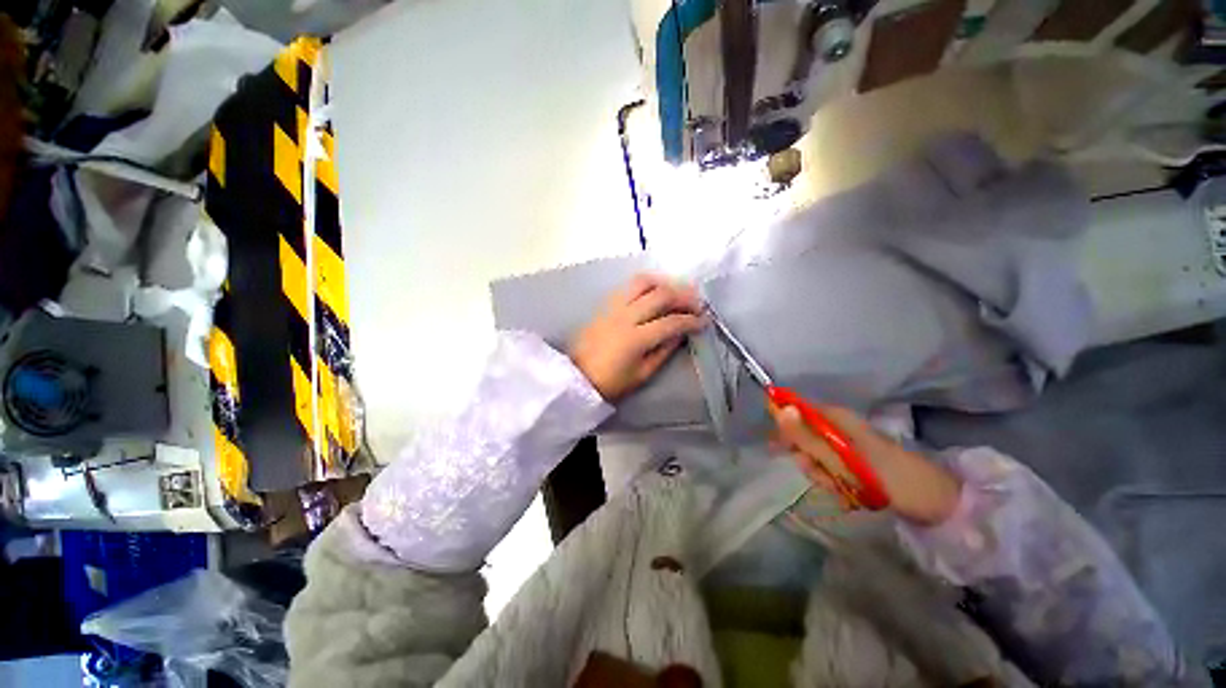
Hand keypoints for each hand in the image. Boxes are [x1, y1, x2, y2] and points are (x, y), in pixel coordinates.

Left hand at [569, 274, 706, 401]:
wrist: (577, 376)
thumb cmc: (611, 382)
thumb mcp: (642, 374)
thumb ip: (664, 351)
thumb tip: (680, 333)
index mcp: (635, 339)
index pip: (671, 322)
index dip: (691, 321)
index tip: (704, 322)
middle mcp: (625, 316)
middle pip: (660, 295)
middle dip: (684, 297)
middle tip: (697, 304)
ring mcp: (613, 307)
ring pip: (643, 282)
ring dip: (664, 283)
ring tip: (677, 292)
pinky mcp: (605, 304)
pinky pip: (629, 286)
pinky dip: (647, 284)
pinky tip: (655, 291)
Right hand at [770, 404, 961, 525]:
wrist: (934, 505)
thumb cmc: (888, 477)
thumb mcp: (842, 459)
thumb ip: (807, 436)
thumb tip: (778, 409)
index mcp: (836, 417)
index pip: (794, 411)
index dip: (786, 430)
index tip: (781, 450)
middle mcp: (838, 427)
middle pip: (802, 437)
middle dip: (808, 460)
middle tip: (824, 476)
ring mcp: (846, 445)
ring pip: (814, 457)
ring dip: (823, 475)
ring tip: (844, 489)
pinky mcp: (853, 463)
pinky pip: (829, 470)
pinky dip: (835, 483)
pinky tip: (851, 494)